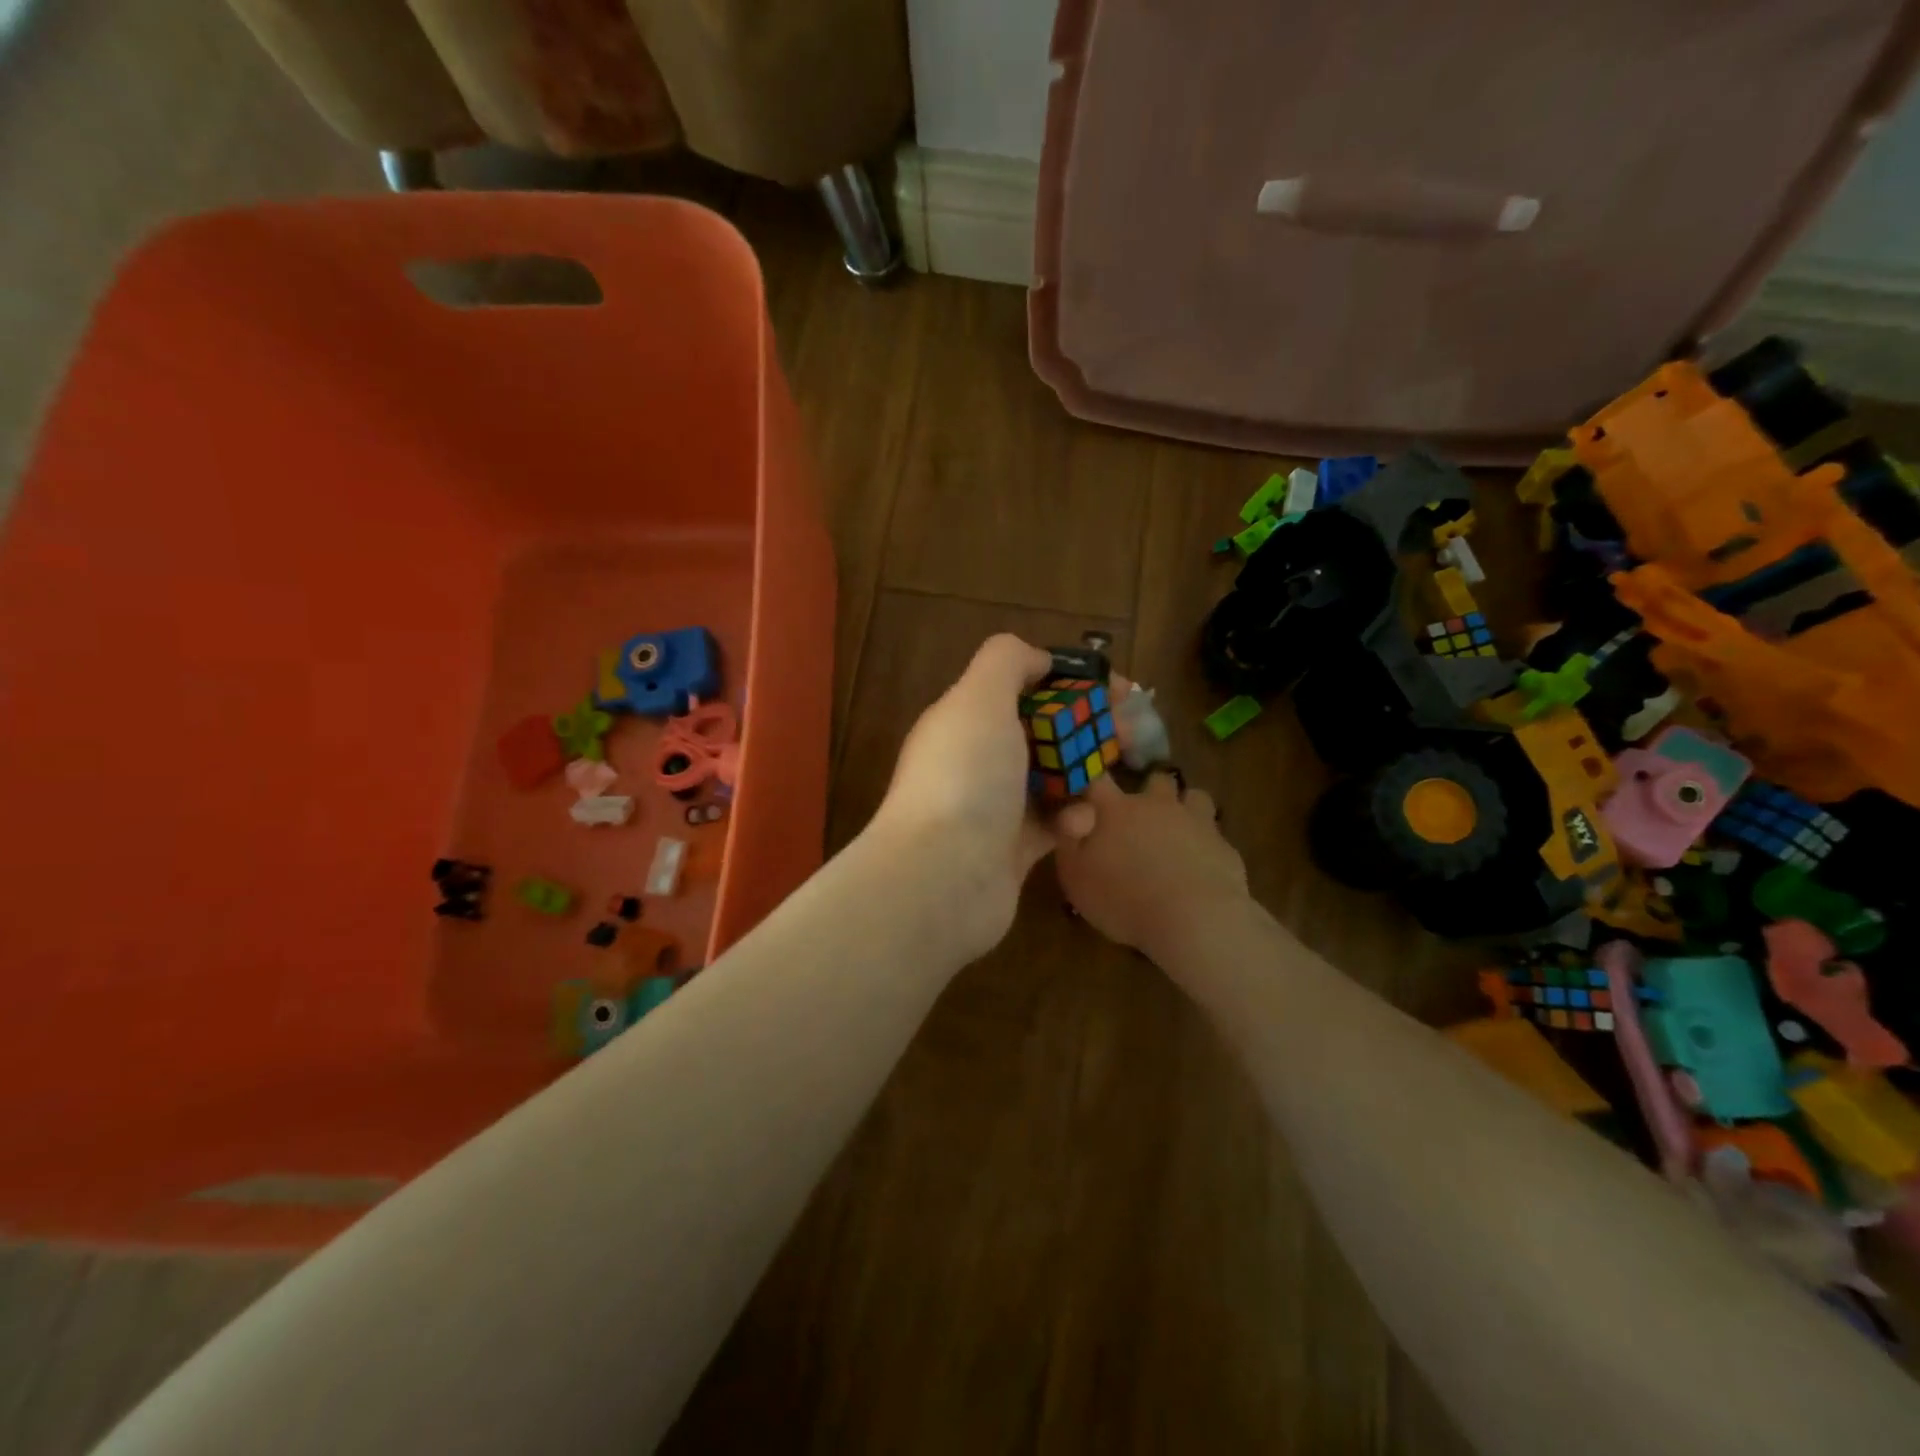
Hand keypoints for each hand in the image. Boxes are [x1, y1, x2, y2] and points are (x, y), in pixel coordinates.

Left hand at [866, 635, 1093, 957]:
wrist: (942, 878)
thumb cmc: (966, 778)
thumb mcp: (979, 698)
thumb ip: (1006, 661)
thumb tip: (1037, 659)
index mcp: (964, 720)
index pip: (1021, 687)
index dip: (1069, 681)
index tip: (1116, 687)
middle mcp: (976, 760)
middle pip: (1043, 732)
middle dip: (1088, 727)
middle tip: (1132, 732)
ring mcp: (994, 807)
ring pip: (1053, 778)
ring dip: (1085, 773)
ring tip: (1114, 773)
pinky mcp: (1013, 850)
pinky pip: (1053, 824)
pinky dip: (1071, 819)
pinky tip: (1078, 823)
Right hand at [1053, 770, 1249, 964]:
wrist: (1195, 919)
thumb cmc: (1124, 898)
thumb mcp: (1075, 876)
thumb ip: (1068, 840)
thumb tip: (1070, 814)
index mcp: (1116, 809)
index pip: (1097, 778)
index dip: (1091, 777)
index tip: (1088, 785)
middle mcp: (1157, 805)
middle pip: (1155, 779)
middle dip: (1149, 791)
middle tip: (1141, 817)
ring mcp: (1196, 821)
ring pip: (1194, 796)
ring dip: (1185, 808)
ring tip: (1178, 833)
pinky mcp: (1224, 846)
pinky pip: (1215, 833)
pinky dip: (1206, 843)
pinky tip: (1200, 866)